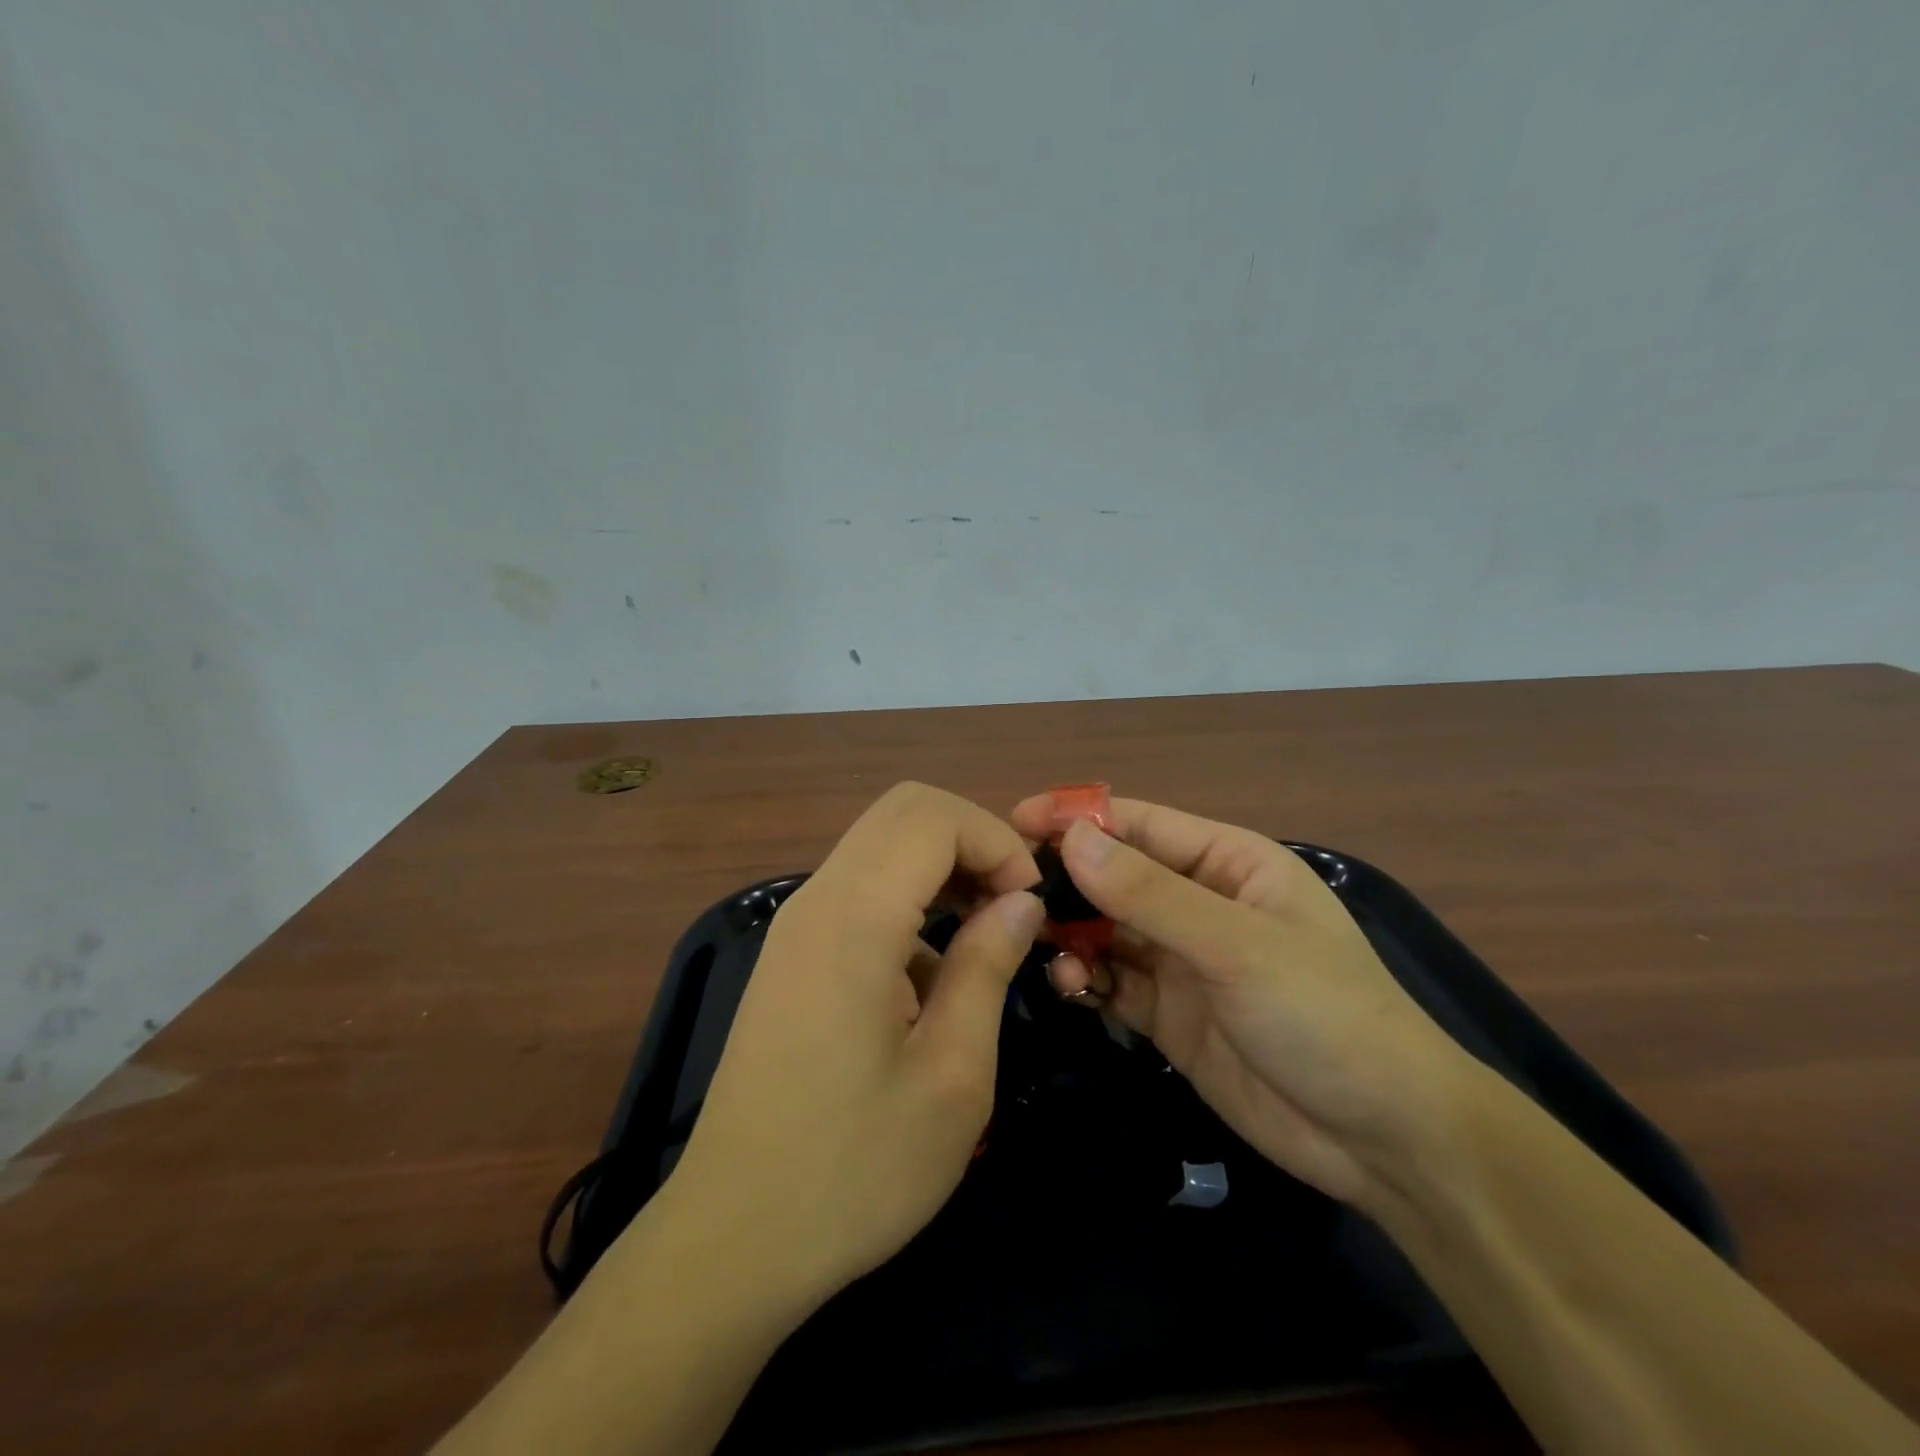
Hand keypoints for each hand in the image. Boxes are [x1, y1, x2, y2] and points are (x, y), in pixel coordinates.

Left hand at [666, 783, 1043, 1303]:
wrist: (732, 1239)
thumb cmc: (854, 1168)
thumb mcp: (952, 1076)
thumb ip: (988, 967)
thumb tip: (1021, 902)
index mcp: (853, 919)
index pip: (932, 816)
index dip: (996, 842)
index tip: (1030, 906)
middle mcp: (816, 900)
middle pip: (903, 811)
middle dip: (972, 841)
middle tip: (1010, 909)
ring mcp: (795, 925)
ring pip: (880, 845)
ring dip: (941, 869)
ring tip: (982, 940)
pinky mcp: (790, 954)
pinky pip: (859, 889)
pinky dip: (908, 900)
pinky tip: (930, 979)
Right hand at [1010, 794, 1472, 1208]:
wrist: (1384, 1141)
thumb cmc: (1324, 1016)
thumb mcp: (1236, 946)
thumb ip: (1150, 894)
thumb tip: (1071, 837)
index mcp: (1228, 863)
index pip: (1140, 824)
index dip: (1078, 817)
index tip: (1014, 821)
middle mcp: (1200, 902)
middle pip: (1115, 875)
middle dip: (1066, 880)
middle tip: (1009, 894)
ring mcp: (1182, 960)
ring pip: (1106, 929)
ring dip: (1072, 934)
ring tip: (1045, 950)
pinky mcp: (1168, 1013)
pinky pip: (1112, 980)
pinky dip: (1086, 978)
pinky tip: (1073, 988)